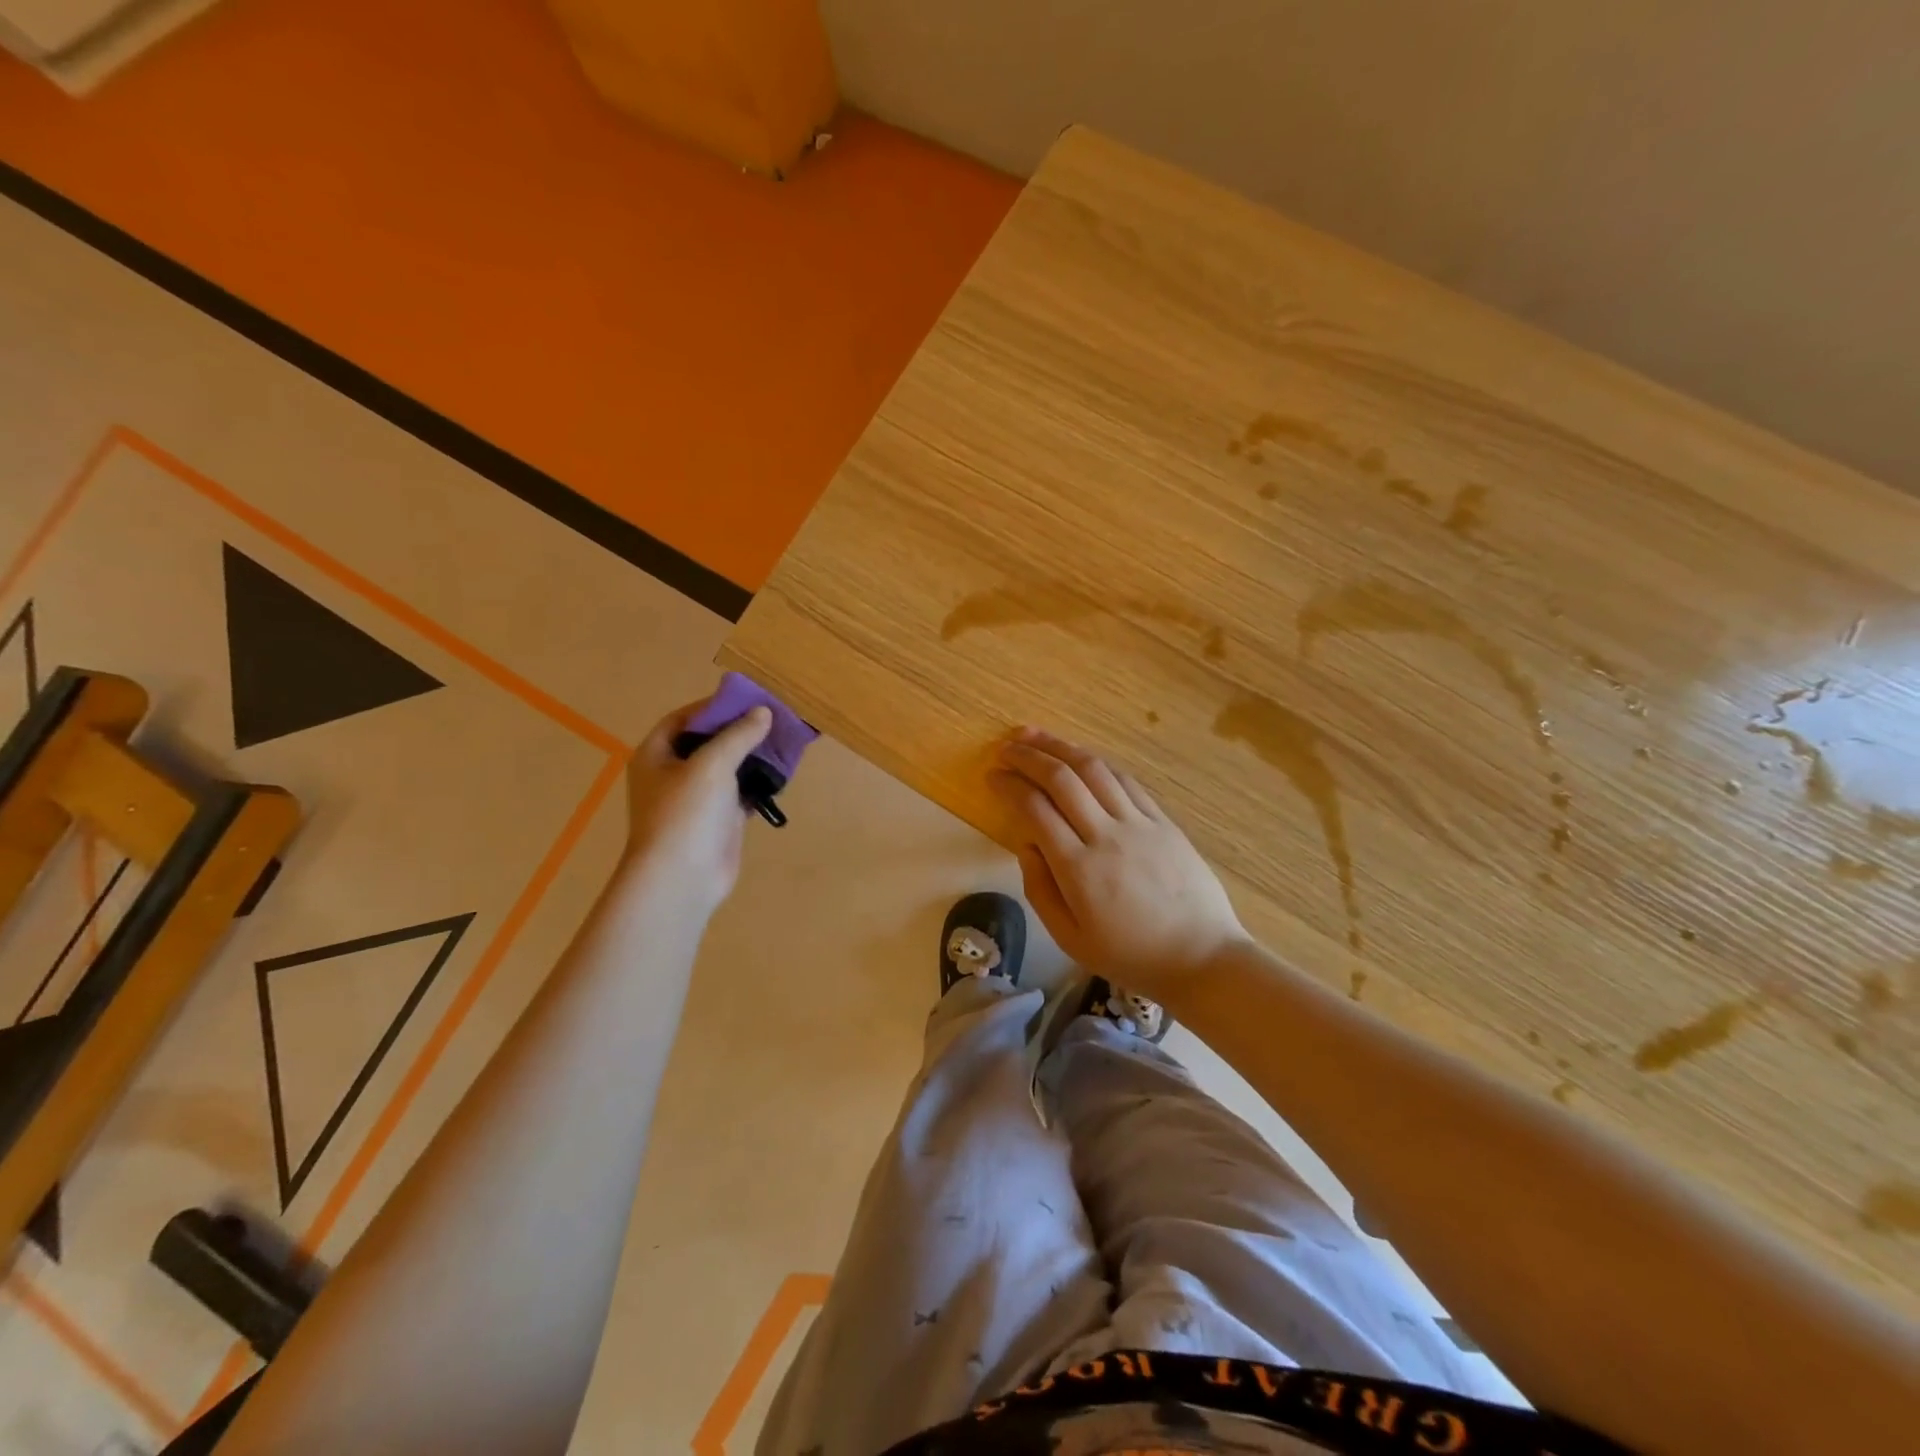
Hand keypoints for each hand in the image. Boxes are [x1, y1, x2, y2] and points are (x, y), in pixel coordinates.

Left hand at [622, 699, 771, 917]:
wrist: (682, 878)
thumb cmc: (686, 813)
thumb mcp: (712, 764)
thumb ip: (738, 735)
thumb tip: (763, 712)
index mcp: (656, 755)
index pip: (684, 719)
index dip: (714, 706)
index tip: (748, 699)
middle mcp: (672, 773)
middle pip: (708, 741)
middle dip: (739, 730)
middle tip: (773, 718)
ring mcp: (696, 799)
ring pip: (727, 768)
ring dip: (752, 756)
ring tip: (784, 741)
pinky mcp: (718, 820)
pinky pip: (740, 792)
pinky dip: (758, 783)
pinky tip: (781, 773)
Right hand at [990, 726, 1248, 1005]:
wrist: (1202, 958)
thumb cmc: (1130, 955)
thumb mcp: (1070, 939)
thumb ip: (1040, 890)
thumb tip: (1026, 844)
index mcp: (1078, 868)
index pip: (1035, 809)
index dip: (1009, 785)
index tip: (991, 775)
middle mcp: (1106, 835)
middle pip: (1062, 779)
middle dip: (1029, 756)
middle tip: (1006, 746)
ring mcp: (1139, 824)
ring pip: (1095, 770)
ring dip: (1061, 747)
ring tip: (1036, 736)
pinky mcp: (1163, 821)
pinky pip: (1126, 781)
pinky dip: (1098, 763)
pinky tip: (1082, 757)